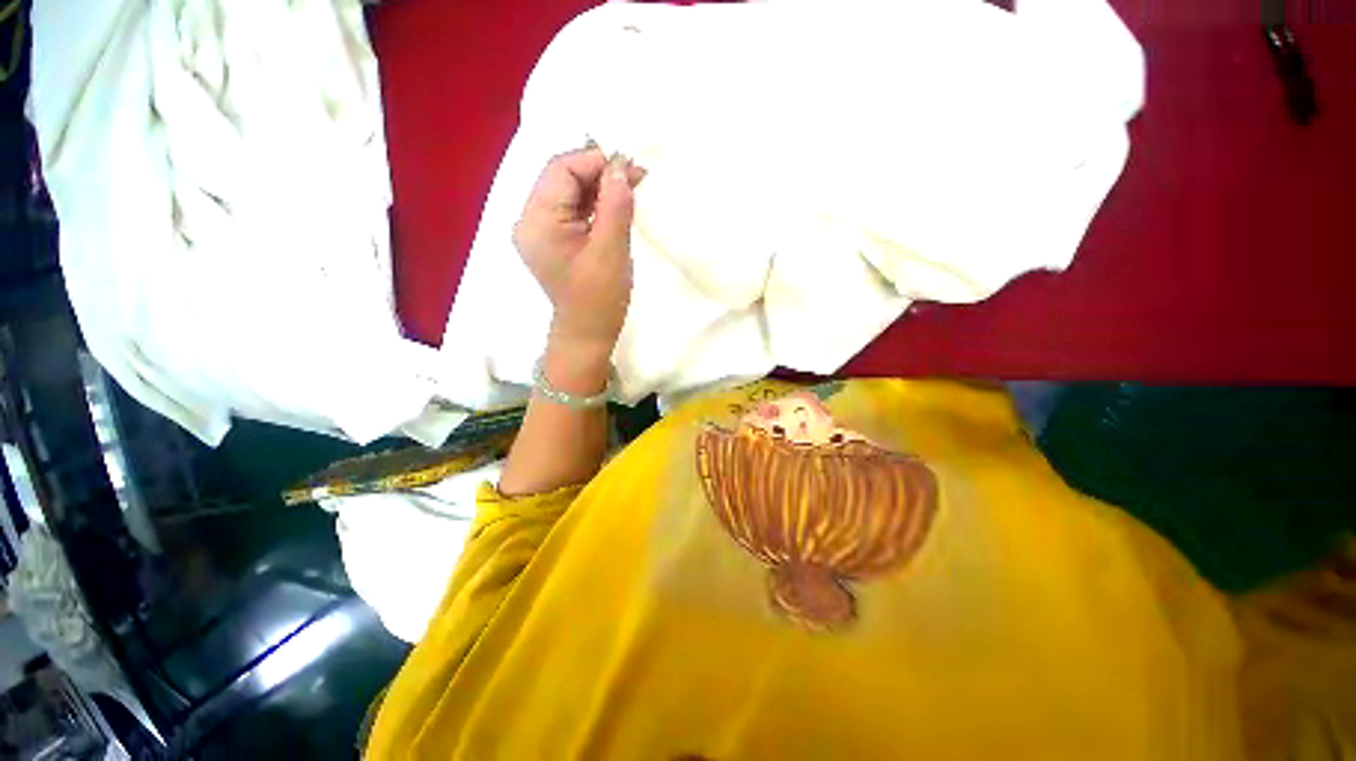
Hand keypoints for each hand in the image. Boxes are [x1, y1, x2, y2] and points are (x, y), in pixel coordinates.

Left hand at [513, 145, 645, 359]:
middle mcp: (531, 220)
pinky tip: (617, 204)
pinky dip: (597, 203)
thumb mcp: (610, 252)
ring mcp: (541, 230)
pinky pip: (574, 209)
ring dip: (600, 187)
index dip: (595, 161)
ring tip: (632, 187)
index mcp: (537, 222)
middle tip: (636, 176)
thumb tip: (621, 167)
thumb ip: (615, 206)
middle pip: (563, 178)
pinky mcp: (555, 239)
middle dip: (600, 172)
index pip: (561, 170)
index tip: (631, 167)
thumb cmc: (599, 299)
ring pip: (571, 192)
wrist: (589, 333)